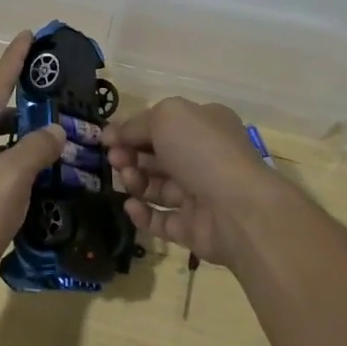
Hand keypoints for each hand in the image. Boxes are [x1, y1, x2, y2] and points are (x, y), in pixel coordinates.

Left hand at [0, 31, 65, 312]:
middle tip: (62, 98)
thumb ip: (35, 149)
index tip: (29, 35)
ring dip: (30, 141)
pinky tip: (50, 179)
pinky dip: (26, 170)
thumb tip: (56, 132)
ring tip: (64, 138)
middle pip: (0, 114)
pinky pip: (4, 173)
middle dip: (29, 105)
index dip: (13, 59)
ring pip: (4, 145)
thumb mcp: (8, 179)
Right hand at [105, 98, 285, 268]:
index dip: (133, 130)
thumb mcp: (166, 117)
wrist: (239, 209)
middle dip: (131, 155)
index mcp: (204, 125)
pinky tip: (130, 206)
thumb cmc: (202, 150)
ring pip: (157, 187)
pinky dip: (143, 214)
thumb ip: (135, 125)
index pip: (162, 124)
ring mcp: (200, 195)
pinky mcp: (194, 229)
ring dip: (136, 181)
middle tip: (115, 160)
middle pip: (157, 156)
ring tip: (128, 180)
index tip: (107, 139)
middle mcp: (204, 157)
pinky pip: (162, 219)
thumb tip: (111, 135)